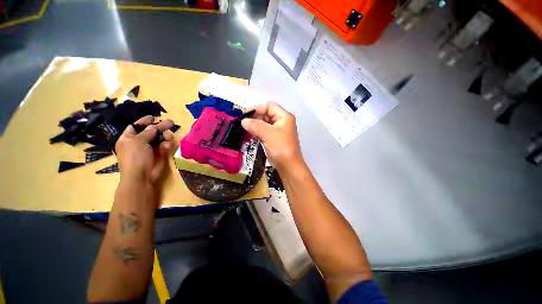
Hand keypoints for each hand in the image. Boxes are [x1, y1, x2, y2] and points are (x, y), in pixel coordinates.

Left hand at [115, 115, 175, 186]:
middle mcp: (140, 142)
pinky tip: (168, 145)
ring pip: (161, 137)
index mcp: (129, 138)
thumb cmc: (135, 157)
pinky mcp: (160, 153)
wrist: (142, 176)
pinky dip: (168, 144)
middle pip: (151, 131)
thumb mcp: (137, 141)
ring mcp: (151, 148)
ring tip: (169, 136)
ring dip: (166, 136)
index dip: (144, 122)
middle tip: (171, 123)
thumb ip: (147, 132)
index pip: (136, 126)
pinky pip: (165, 145)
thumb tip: (154, 126)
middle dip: (160, 127)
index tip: (153, 117)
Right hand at [241, 102, 303, 171]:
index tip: (245, 114)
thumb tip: (243, 120)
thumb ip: (255, 125)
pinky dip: (257, 132)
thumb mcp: (268, 134)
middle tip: (243, 123)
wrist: (289, 166)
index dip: (257, 108)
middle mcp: (282, 121)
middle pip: (266, 114)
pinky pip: (264, 131)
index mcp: (284, 116)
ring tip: (246, 129)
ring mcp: (278, 131)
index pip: (269, 106)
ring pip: (264, 123)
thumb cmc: (281, 147)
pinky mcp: (274, 139)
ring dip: (255, 125)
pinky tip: (251, 134)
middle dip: (255, 117)